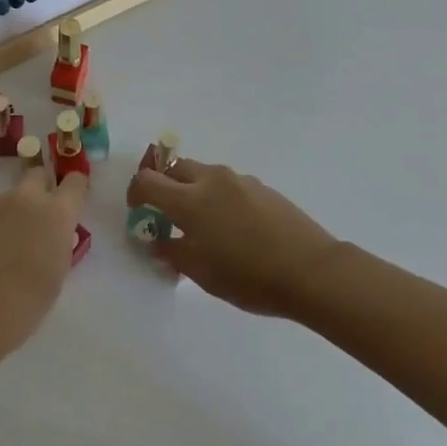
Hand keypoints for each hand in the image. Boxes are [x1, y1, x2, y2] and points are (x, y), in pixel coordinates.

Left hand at [0, 168, 87, 368]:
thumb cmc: (24, 304)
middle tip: (41, 220)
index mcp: (56, 213)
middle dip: (43, 189)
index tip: (73, 203)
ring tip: (11, 247)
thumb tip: (54, 234)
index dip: (76, 189)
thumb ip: (59, 243)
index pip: (75, 182)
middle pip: (38, 175)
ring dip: (17, 211)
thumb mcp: (56, 273)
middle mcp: (26, 199)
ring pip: (13, 196)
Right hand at [127, 153, 340, 317]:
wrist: (311, 270)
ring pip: (203, 173)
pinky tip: (233, 226)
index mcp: (190, 201)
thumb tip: (157, 240)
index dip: (136, 193)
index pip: (148, 181)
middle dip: (164, 186)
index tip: (137, 210)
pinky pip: (228, 183)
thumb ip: (173, 252)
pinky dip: (218, 196)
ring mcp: (239, 180)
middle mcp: (211, 180)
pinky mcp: (261, 186)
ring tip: (203, 223)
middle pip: (175, 168)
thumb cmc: (250, 277)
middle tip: (166, 214)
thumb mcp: (203, 273)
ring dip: (192, 189)